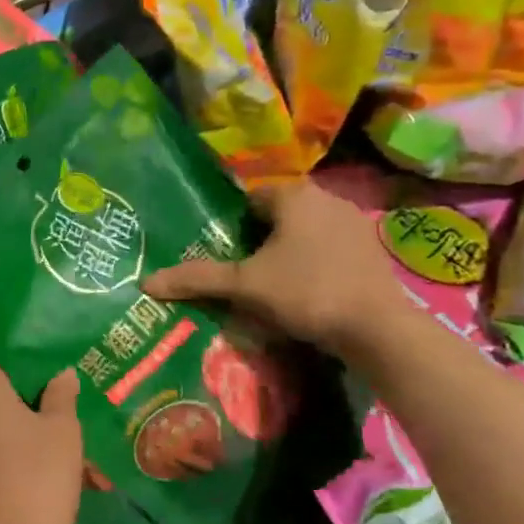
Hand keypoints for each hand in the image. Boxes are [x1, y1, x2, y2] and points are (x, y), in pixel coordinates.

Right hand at [142, 180, 407, 354]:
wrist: (377, 328)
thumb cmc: (305, 292)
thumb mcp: (244, 286)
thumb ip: (198, 278)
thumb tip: (146, 282)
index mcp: (294, 195)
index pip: (251, 199)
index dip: (234, 225)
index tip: (226, 254)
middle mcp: (327, 199)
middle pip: (279, 214)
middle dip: (260, 239)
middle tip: (242, 272)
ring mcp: (355, 223)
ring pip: (306, 231)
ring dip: (289, 251)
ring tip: (272, 285)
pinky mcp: (372, 250)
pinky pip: (330, 248)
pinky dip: (315, 263)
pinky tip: (308, 292)